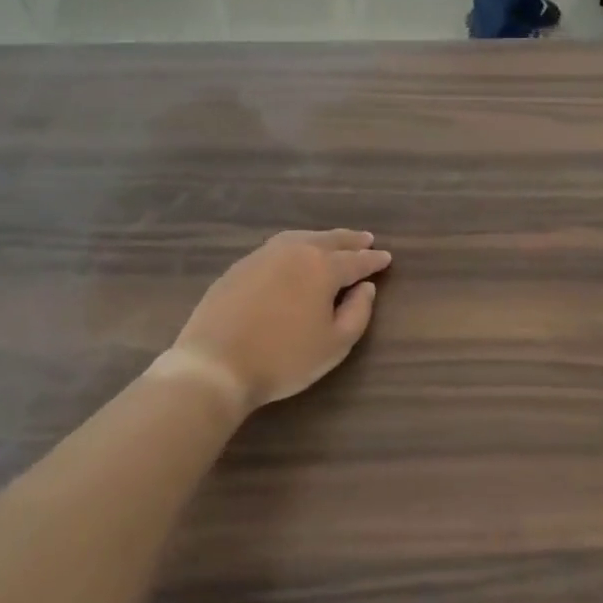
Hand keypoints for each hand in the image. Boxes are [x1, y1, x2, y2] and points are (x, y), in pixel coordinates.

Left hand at [170, 230, 391, 415]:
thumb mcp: (334, 344)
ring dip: (322, 238)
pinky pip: (277, 247)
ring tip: (334, 241)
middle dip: (350, 240)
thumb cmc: (284, 358)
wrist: (215, 364)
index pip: (356, 260)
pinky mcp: (239, 266)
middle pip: (329, 240)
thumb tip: (366, 287)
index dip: (373, 260)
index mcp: (322, 267)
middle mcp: (295, 251)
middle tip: (366, 239)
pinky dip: (295, 245)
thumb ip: (358, 312)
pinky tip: (295, 254)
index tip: (386, 257)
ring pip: (301, 237)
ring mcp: (263, 255)